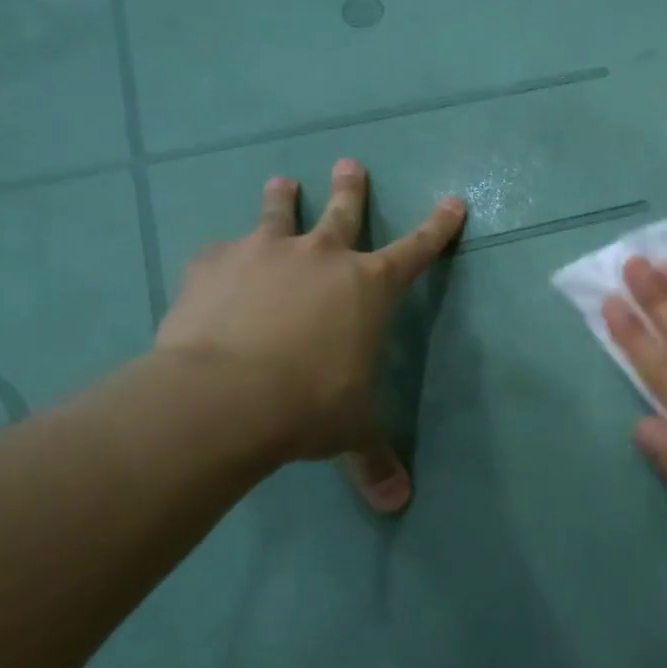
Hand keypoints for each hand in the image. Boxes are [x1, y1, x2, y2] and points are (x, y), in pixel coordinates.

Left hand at [154, 160, 465, 510]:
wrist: (224, 395)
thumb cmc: (310, 405)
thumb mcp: (352, 430)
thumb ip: (375, 459)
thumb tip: (398, 505)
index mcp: (370, 287)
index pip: (418, 249)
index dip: (438, 227)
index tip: (453, 201)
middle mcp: (323, 256)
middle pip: (344, 211)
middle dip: (352, 188)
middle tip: (349, 163)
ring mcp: (265, 253)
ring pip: (278, 213)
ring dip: (282, 198)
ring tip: (281, 182)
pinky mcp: (213, 264)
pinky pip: (221, 251)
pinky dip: (224, 256)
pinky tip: (216, 264)